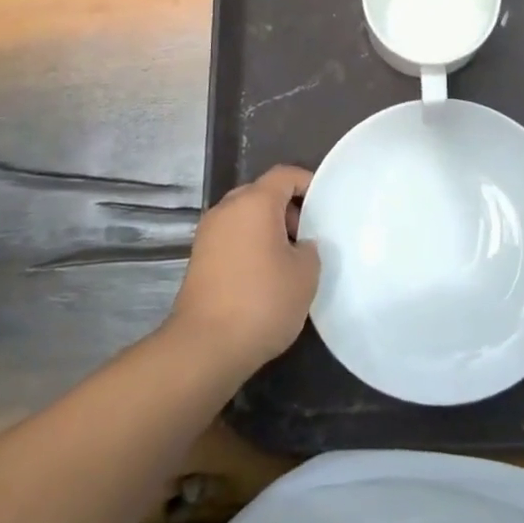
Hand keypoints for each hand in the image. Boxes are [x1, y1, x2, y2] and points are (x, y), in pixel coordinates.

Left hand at [166, 166, 319, 377]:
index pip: (285, 174)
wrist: (204, 347)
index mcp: (255, 202)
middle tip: (307, 237)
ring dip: (267, 229)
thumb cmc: (262, 301)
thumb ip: (310, 249)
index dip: (308, 183)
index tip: (325, 206)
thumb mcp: (306, 274)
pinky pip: (231, 238)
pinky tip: (264, 276)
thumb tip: (300, 245)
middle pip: (262, 193)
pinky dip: (249, 246)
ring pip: (245, 217)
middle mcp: (227, 209)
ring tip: (288, 260)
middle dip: (287, 209)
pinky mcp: (198, 259)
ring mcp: (208, 233)